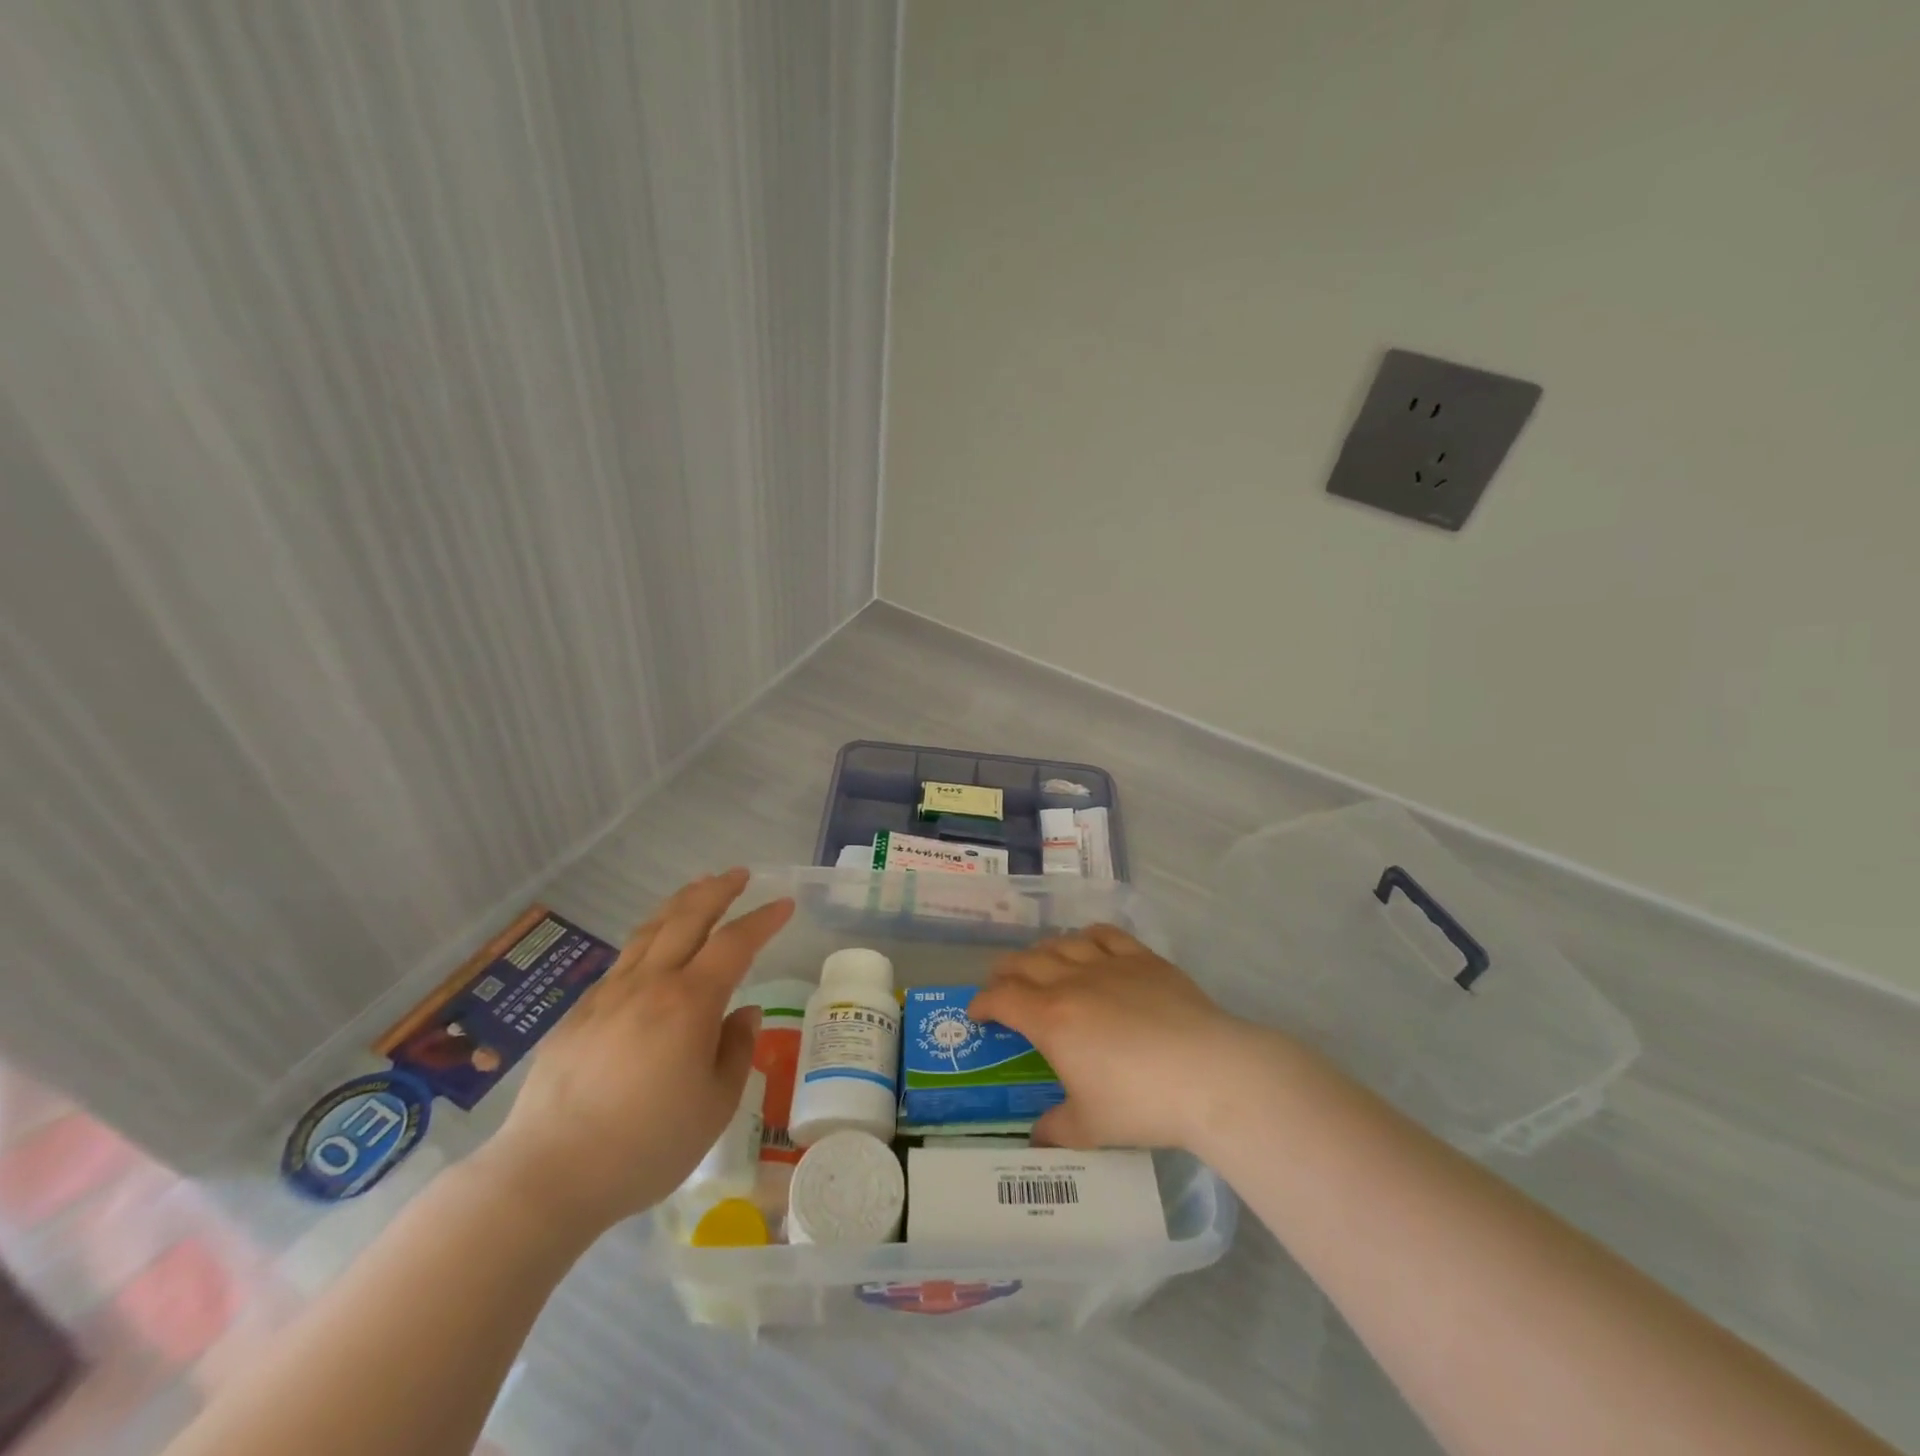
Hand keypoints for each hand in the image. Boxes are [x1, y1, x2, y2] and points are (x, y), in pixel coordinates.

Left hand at [472, 870, 793, 1238]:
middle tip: (739, 875)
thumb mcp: (714, 1106)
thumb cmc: (645, 1145)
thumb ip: (735, 1050)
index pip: (735, 943)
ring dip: (679, 903)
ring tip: (698, 889)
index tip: (784, 904)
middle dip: (717, 891)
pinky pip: (622, 960)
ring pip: (649, 931)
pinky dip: (648, 938)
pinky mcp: (578, 1014)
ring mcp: (608, 995)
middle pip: (687, 918)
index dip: (763, 920)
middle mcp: (649, 984)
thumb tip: (743, 1013)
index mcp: (689, 1002)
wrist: (547, 1175)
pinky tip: (651, 948)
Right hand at [968, 924, 1261, 1151]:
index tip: (977, 1013)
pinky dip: (1085, 936)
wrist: (1208, 1073)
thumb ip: (1056, 1129)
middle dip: (1004, 973)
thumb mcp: (1090, 1127)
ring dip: (1041, 952)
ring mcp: (1108, 964)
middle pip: (1025, 962)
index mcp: (1050, 1019)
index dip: (982, 1003)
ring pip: (1061, 943)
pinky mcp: (1142, 958)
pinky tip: (1086, 945)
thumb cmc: (1141, 1102)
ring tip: (1039, 964)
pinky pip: (1104, 934)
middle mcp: (1071, 981)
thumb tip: (1037, 1137)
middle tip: (1001, 987)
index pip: (1001, 998)